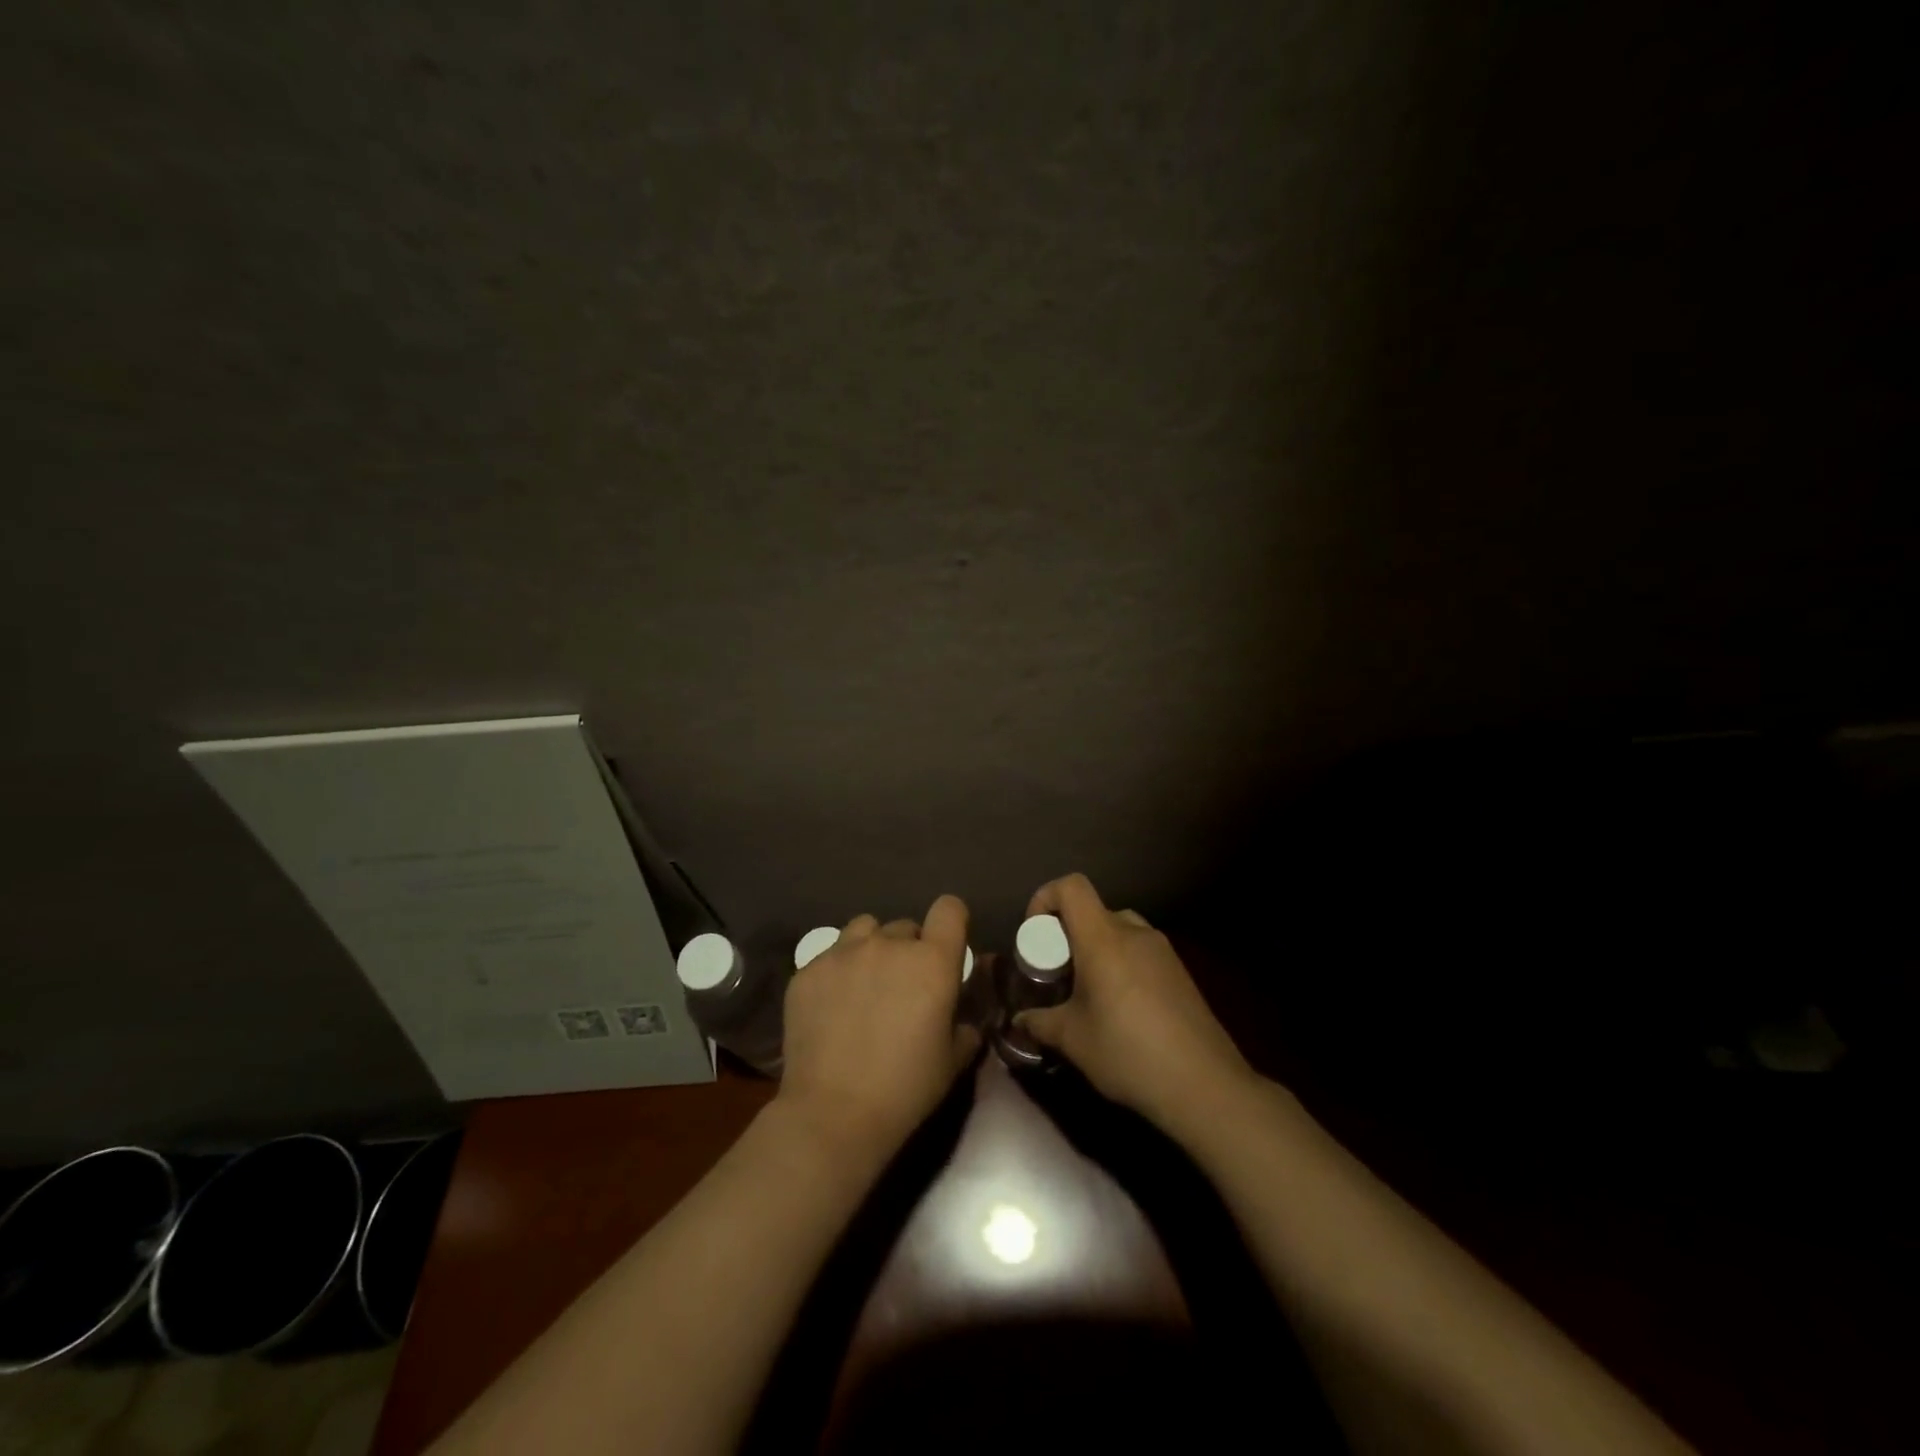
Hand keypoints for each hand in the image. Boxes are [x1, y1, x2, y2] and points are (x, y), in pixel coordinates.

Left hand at [775, 895, 980, 1162]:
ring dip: (871, 949)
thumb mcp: (951, 1063)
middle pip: (906, 926)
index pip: (949, 909)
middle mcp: (888, 945)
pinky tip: (831, 1008)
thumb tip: (962, 1021)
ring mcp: (843, 953)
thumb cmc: (905, 1089)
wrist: (833, 1113)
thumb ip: (963, 1030)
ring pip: (864, 930)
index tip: (947, 946)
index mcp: (932, 962)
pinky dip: (836, 972)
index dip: (951, 922)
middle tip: (902, 988)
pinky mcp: (808, 970)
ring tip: (865, 985)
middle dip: (909, 950)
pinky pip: (830, 956)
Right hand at [1017, 873, 1255, 1132]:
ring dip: (1097, 950)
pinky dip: (1122, 965)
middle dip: (1069, 934)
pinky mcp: (1181, 972)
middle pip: (1094, 911)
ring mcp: (1163, 951)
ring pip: (1119, 932)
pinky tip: (1122, 1010)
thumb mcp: (1072, 1040)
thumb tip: (1019, 1020)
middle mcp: (1135, 932)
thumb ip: (1040, 1023)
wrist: (1205, 1085)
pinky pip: (1141, 952)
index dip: (1046, 898)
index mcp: (1103, 938)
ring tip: (1089, 993)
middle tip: (1058, 973)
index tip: (1035, 935)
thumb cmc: (1128, 1053)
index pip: (1072, 886)